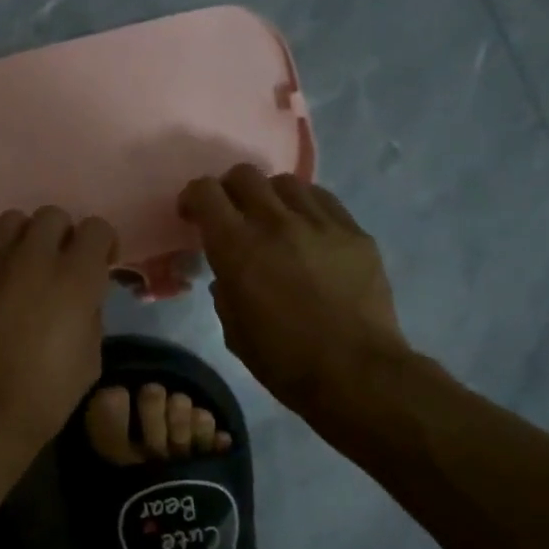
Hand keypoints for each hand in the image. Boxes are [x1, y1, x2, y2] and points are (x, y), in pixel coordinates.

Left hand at [0, 208, 117, 450]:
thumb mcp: (90, 356)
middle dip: (63, 235)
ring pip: (13, 220)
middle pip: (53, 215)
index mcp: (76, 277)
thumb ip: (91, 313)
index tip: (102, 264)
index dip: (103, 244)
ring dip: (26, 238)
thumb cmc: (47, 393)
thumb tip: (83, 297)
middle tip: (62, 264)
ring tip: (25, 266)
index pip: (97, 228)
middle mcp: (35, 257)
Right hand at [178, 166, 411, 413]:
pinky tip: (308, 231)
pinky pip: (324, 201)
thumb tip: (227, 276)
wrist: (356, 374)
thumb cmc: (284, 360)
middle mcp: (276, 223)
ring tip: (275, 221)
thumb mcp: (233, 330)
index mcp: (237, 247)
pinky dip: (306, 208)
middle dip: (230, 190)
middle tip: (232, 214)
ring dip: (270, 197)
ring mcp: (320, 223)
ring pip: (286, 182)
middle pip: (245, 175)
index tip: (192, 216)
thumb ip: (224, 291)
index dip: (193, 197)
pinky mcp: (354, 233)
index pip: (206, 192)